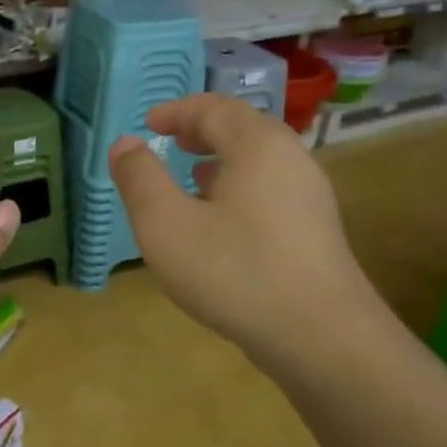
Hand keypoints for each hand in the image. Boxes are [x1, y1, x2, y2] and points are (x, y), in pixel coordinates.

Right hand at [109, 94, 381, 369]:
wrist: (322, 338)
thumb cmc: (236, 271)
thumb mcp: (166, 225)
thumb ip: (140, 180)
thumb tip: (124, 145)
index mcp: (258, 145)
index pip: (214, 109)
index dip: (177, 112)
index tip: (149, 123)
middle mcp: (291, 160)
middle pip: (243, 130)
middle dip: (203, 131)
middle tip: (172, 141)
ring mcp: (310, 198)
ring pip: (260, 163)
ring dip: (223, 161)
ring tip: (193, 175)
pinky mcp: (316, 233)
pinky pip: (271, 191)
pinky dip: (240, 189)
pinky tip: (222, 222)